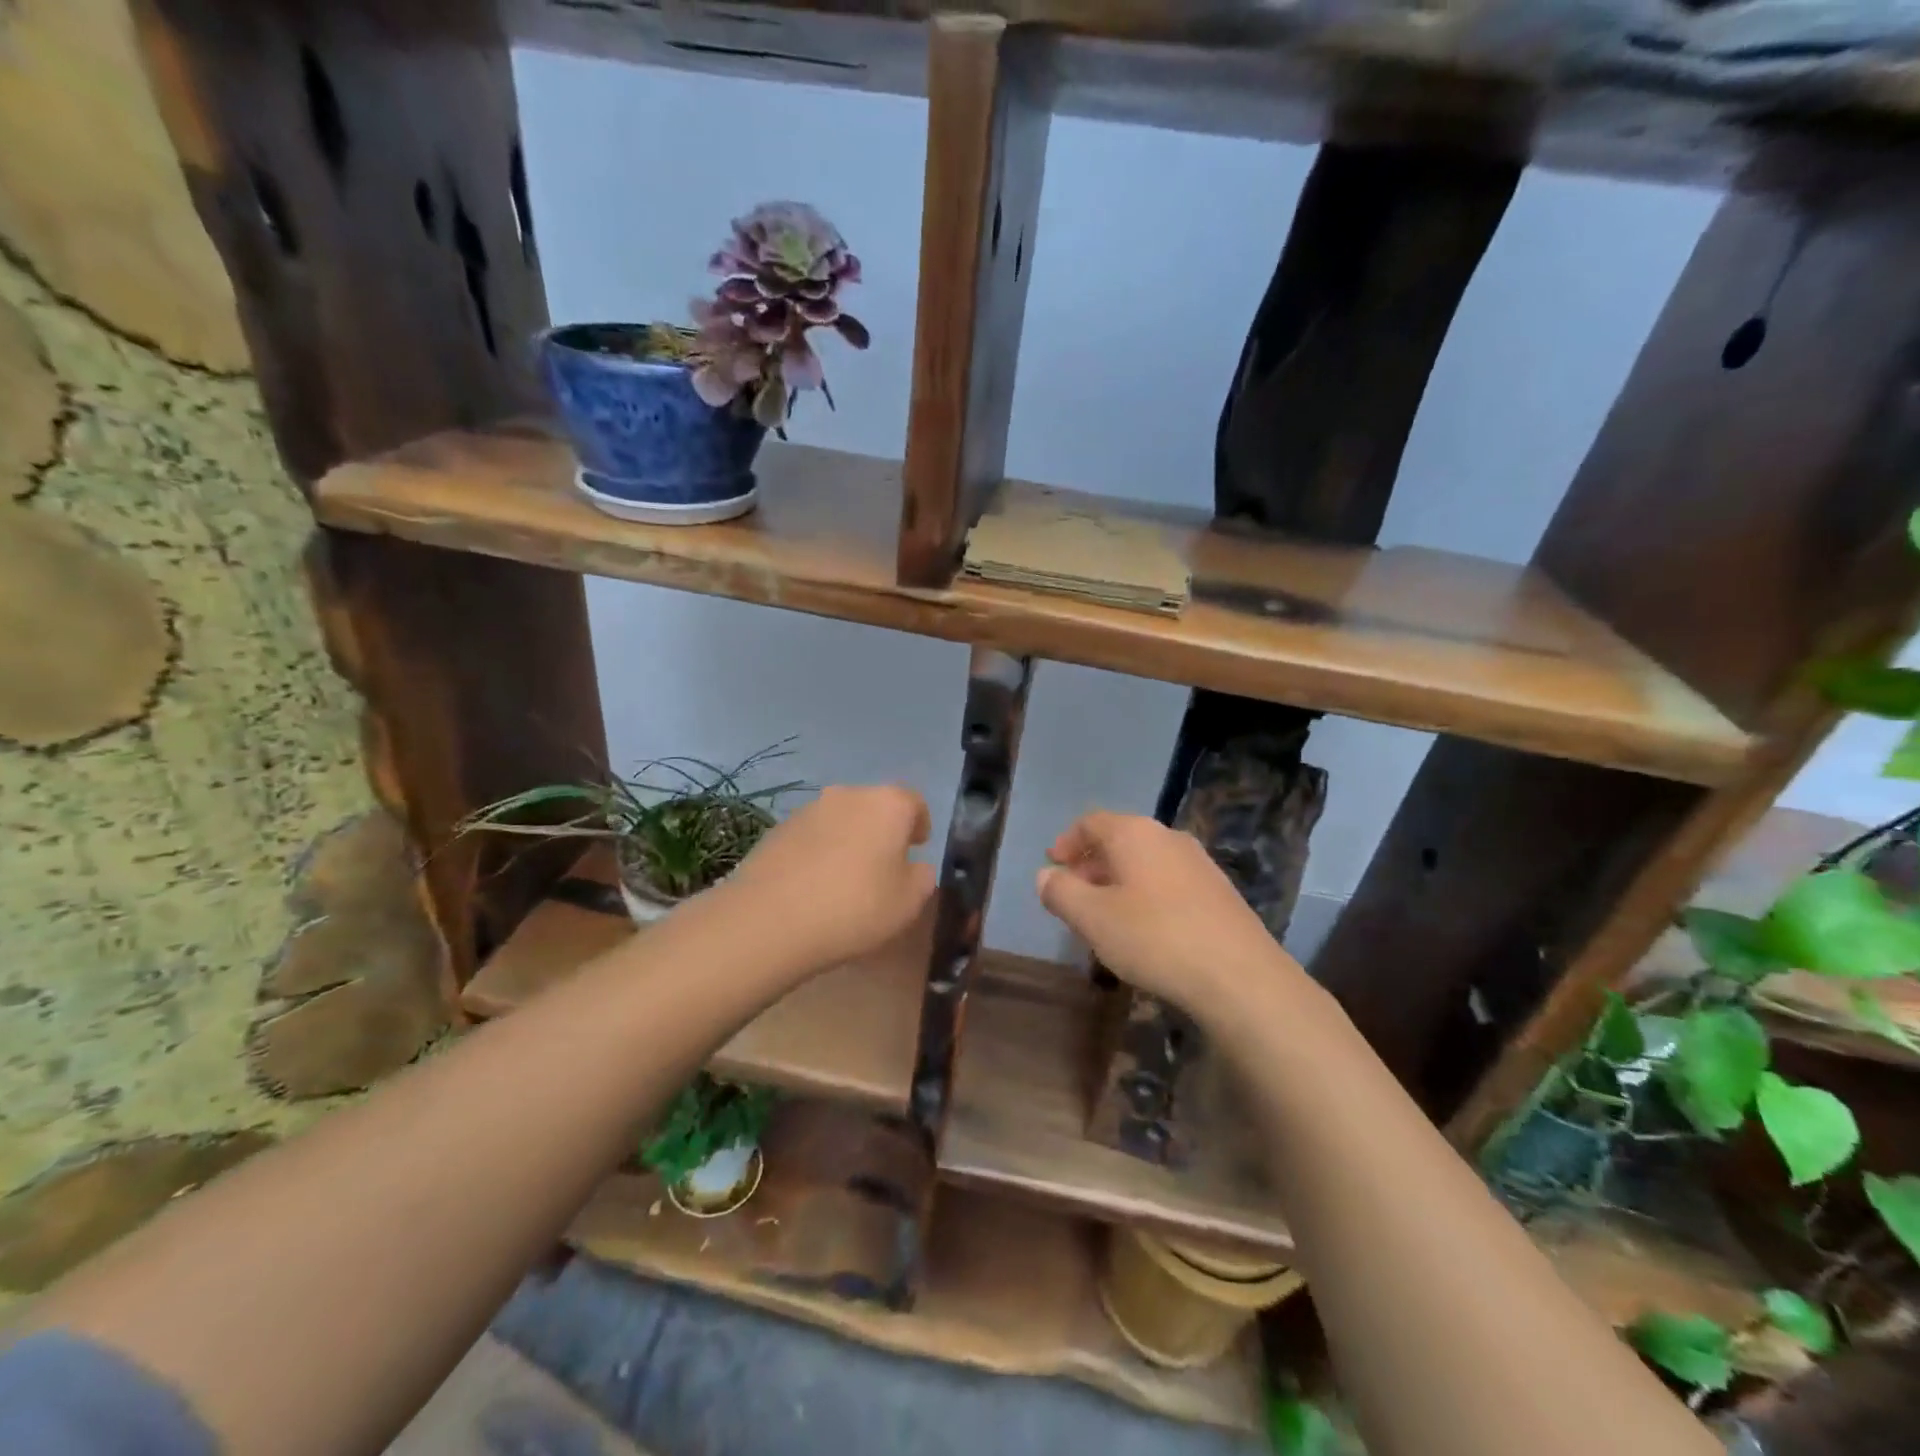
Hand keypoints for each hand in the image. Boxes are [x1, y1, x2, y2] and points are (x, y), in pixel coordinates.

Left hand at [718, 784, 936, 972]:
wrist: (771, 919)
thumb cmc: (855, 907)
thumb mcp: (909, 902)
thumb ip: (922, 877)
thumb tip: (915, 866)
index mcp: (888, 804)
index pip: (914, 803)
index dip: (920, 824)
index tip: (917, 848)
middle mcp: (849, 794)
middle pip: (875, 807)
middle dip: (882, 832)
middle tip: (883, 867)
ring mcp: (809, 809)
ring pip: (841, 820)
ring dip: (849, 840)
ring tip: (846, 880)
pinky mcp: (778, 829)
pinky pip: (812, 837)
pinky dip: (819, 853)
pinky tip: (813, 886)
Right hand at [1036, 811, 1305, 1025]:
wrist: (1240, 976)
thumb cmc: (1154, 938)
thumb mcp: (1092, 918)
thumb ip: (1061, 892)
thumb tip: (1046, 875)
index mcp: (1135, 833)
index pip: (1091, 822)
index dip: (1067, 842)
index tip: (1053, 866)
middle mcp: (1168, 837)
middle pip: (1119, 840)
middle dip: (1091, 865)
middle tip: (1073, 896)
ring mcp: (1199, 863)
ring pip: (1145, 863)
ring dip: (1118, 883)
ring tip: (1104, 918)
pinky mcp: (1219, 892)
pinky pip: (1168, 882)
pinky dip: (1146, 896)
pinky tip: (1144, 931)